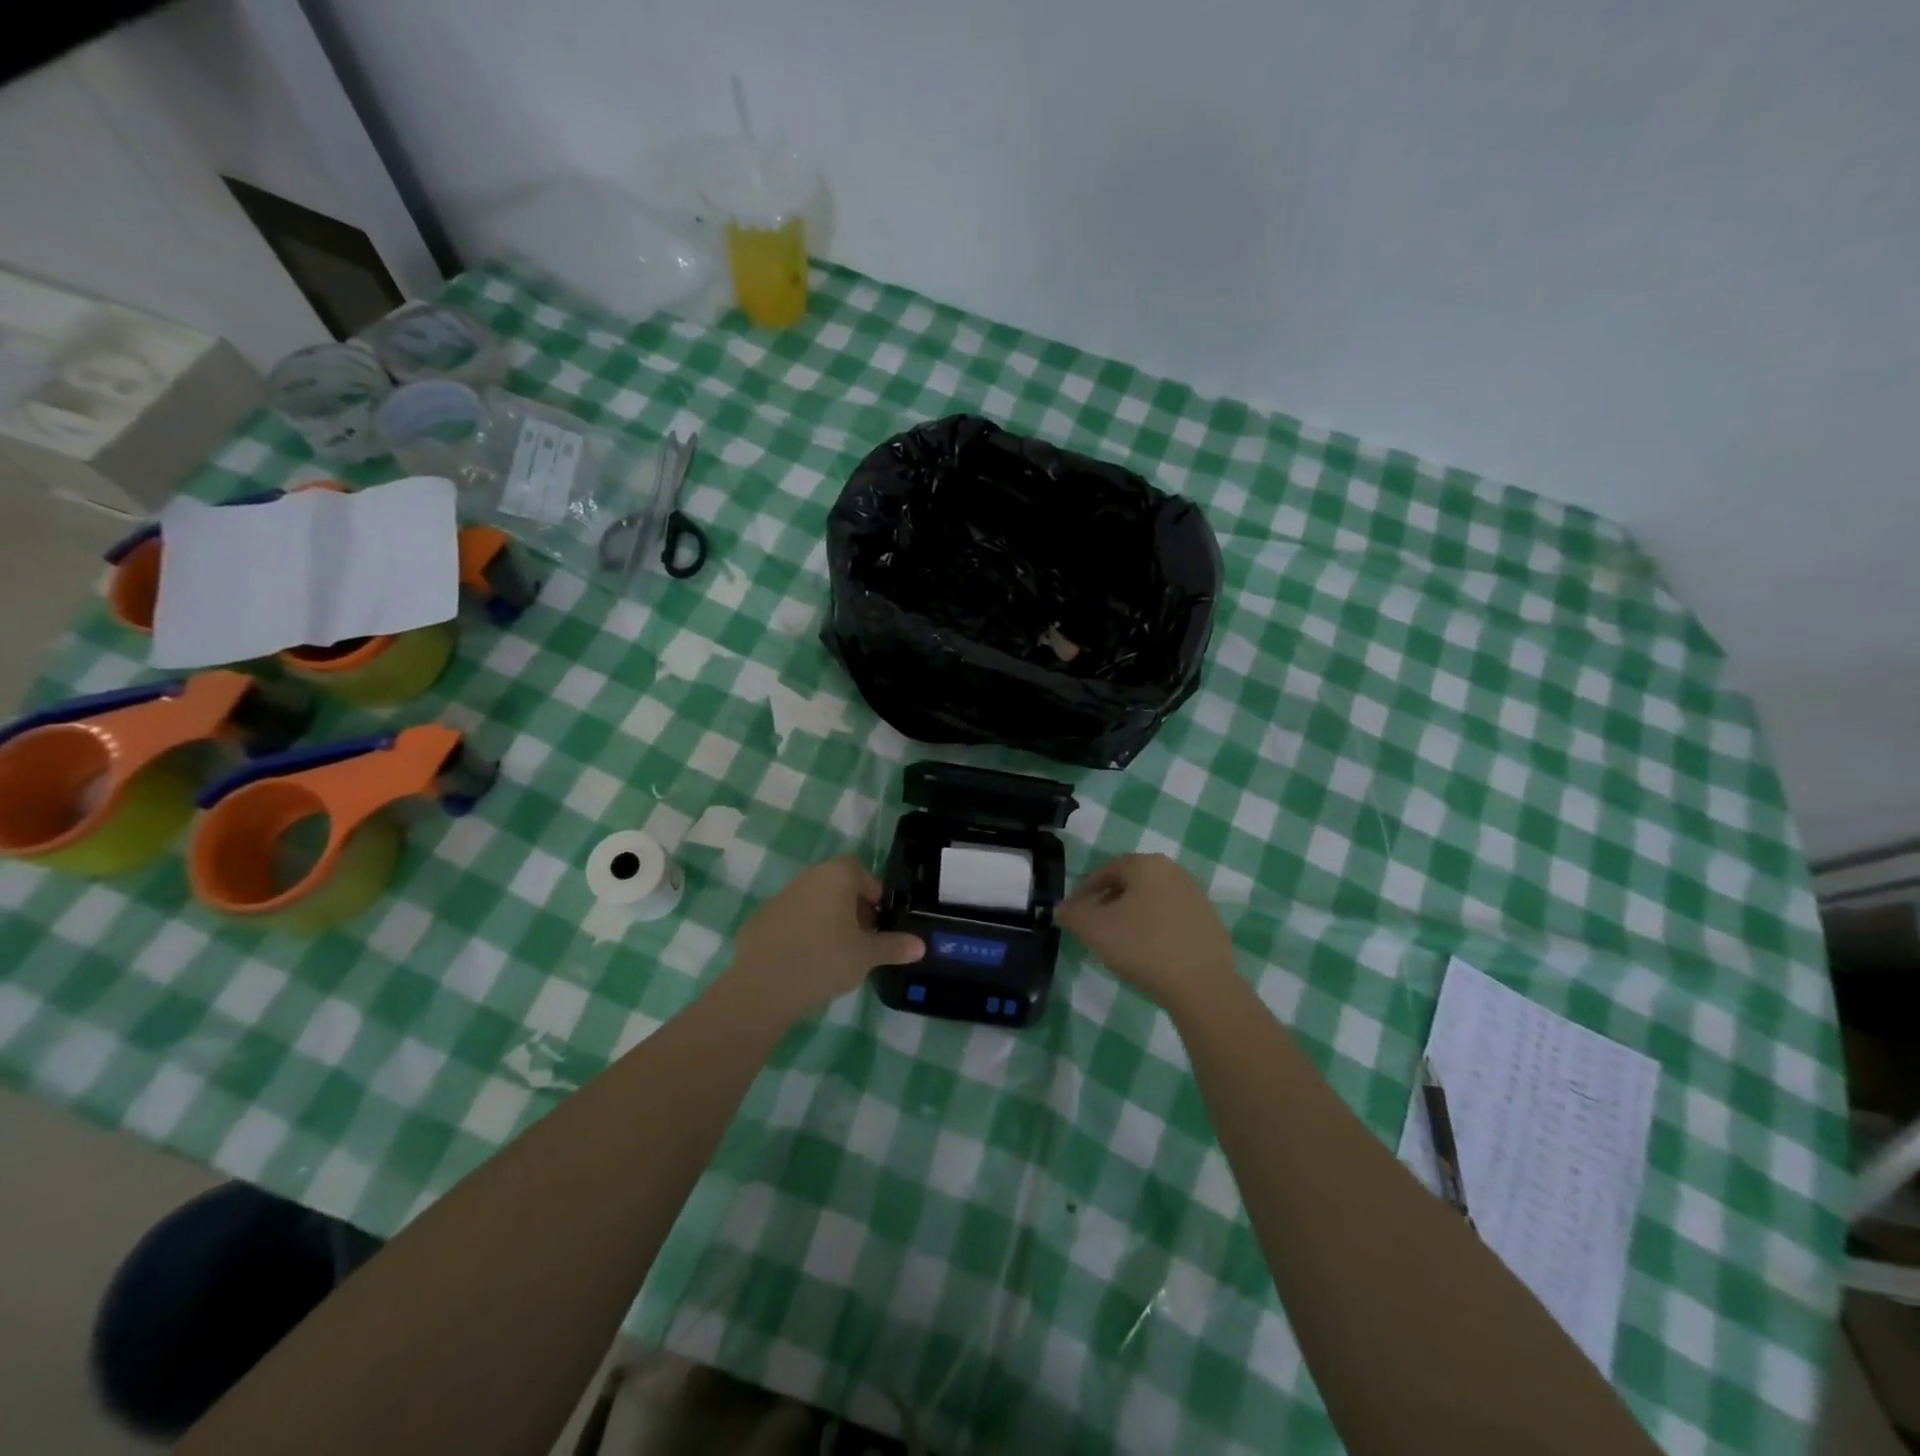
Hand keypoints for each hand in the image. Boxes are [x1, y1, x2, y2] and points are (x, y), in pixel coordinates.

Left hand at [729, 856, 923, 1019]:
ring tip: (836, 953)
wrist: (764, 987)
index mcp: (835, 876)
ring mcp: (780, 898)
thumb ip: (894, 946)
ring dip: (827, 919)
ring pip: (813, 901)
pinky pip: (791, 920)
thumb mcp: (866, 955)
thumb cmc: (825, 959)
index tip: (879, 921)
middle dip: (852, 908)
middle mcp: (807, 878)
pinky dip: (802, 933)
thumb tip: (921, 945)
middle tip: (862, 939)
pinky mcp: (760, 920)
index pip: (860, 870)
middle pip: (836, 884)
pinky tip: (806, 962)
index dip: (873, 892)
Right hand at [1055, 853, 1234, 1007]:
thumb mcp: (1094, 929)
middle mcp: (1175, 872)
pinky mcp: (1210, 923)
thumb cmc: (1142, 946)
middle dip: (1108, 902)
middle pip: (1131, 884)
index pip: (1106, 871)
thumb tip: (1060, 908)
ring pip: (1152, 901)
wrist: (1202, 985)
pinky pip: (1172, 920)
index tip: (1073, 913)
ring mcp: (1197, 897)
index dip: (1084, 891)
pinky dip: (1155, 930)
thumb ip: (1071, 914)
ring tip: (1119, 942)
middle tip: (1093, 927)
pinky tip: (1148, 954)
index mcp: (1147, 865)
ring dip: (1132, 916)